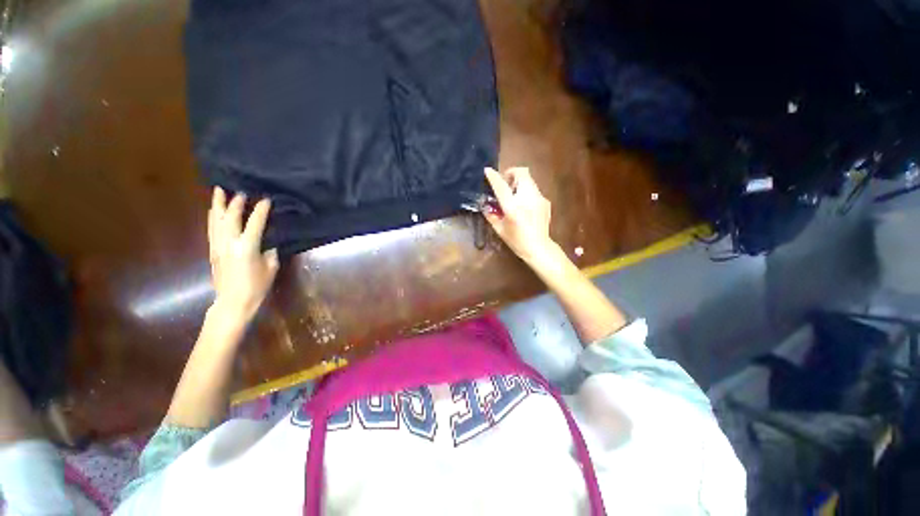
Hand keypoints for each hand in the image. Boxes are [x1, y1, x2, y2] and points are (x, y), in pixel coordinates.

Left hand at [207, 187, 278, 322]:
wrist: (233, 302)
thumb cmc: (256, 286)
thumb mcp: (271, 268)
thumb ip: (269, 252)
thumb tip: (267, 243)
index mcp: (247, 247)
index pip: (255, 223)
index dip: (261, 210)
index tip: (266, 199)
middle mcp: (229, 243)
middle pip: (230, 217)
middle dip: (236, 202)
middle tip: (240, 191)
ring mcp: (217, 246)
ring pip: (216, 220)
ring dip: (218, 205)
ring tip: (219, 191)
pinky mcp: (212, 251)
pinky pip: (211, 229)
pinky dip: (213, 217)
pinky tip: (213, 211)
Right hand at [484, 166, 555, 263]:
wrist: (539, 247)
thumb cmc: (516, 241)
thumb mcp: (499, 229)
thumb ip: (491, 215)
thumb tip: (485, 204)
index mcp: (513, 207)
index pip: (501, 186)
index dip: (493, 177)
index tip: (488, 170)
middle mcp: (527, 199)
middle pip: (522, 173)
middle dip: (511, 173)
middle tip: (505, 183)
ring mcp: (539, 198)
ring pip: (529, 179)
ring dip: (519, 181)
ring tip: (514, 194)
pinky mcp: (545, 201)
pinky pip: (534, 189)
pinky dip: (526, 191)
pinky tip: (524, 205)